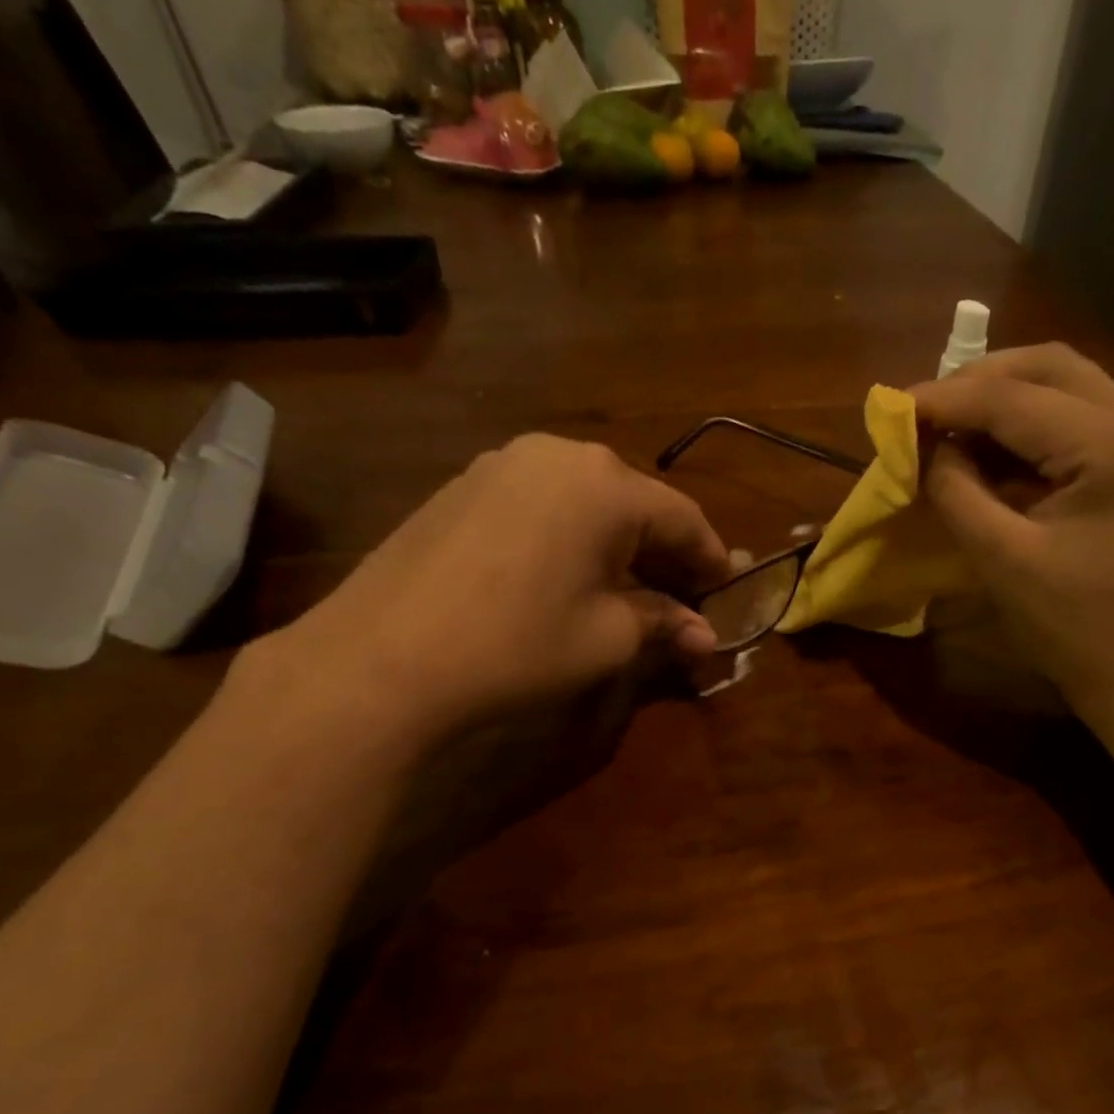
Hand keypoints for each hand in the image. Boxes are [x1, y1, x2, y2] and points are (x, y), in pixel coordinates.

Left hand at [263, 435, 729, 744]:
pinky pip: (543, 506)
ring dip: (619, 545)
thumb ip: (664, 623)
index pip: (684, 518)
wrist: (384, 657)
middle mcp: (560, 455)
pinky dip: (572, 538)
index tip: (729, 594)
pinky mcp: (465, 486)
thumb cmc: (519, 643)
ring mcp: (504, 464)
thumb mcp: (608, 638)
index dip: (712, 560)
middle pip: (636, 503)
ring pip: (588, 502)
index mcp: (607, 484)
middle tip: (686, 599)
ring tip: (632, 591)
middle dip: (666, 553)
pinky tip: (571, 576)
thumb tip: (707, 637)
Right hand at [913, 343, 1113, 727]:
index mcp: (1108, 448)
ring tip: (950, 427)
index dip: (945, 398)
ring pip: (1067, 388)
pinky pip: (1077, 424)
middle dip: (980, 380)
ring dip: (1004, 398)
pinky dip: (1028, 428)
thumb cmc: (1074, 628)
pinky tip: (991, 453)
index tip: (892, 409)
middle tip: (926, 411)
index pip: (1012, 397)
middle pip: (1050, 366)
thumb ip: (957, 493)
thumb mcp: (1002, 561)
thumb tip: (927, 448)